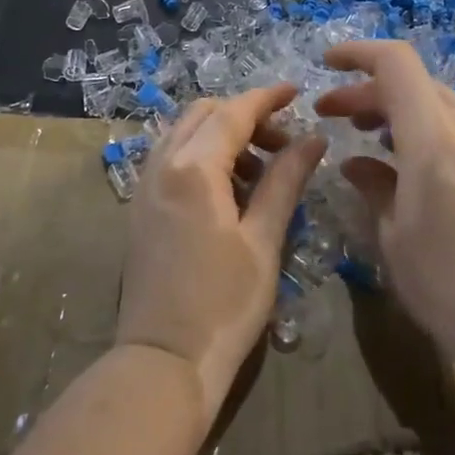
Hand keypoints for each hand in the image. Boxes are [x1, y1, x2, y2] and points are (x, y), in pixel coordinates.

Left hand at [116, 84, 326, 429]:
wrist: (163, 362)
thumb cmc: (223, 304)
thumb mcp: (263, 240)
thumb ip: (285, 180)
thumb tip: (313, 139)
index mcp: (193, 168)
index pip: (234, 112)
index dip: (267, 98)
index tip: (297, 91)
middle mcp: (162, 164)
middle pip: (204, 114)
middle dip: (244, 115)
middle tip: (282, 142)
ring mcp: (145, 186)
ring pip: (185, 133)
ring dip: (223, 135)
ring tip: (262, 170)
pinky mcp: (141, 207)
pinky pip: (173, 158)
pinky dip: (203, 155)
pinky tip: (230, 190)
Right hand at [314, 41, 454, 381]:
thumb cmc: (447, 287)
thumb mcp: (394, 237)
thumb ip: (373, 185)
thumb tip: (355, 163)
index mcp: (435, 143)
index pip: (396, 65)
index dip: (358, 53)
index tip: (326, 63)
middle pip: (415, 82)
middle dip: (368, 89)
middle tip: (332, 114)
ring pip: (438, 103)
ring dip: (397, 107)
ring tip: (366, 135)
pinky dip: (424, 128)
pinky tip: (406, 162)